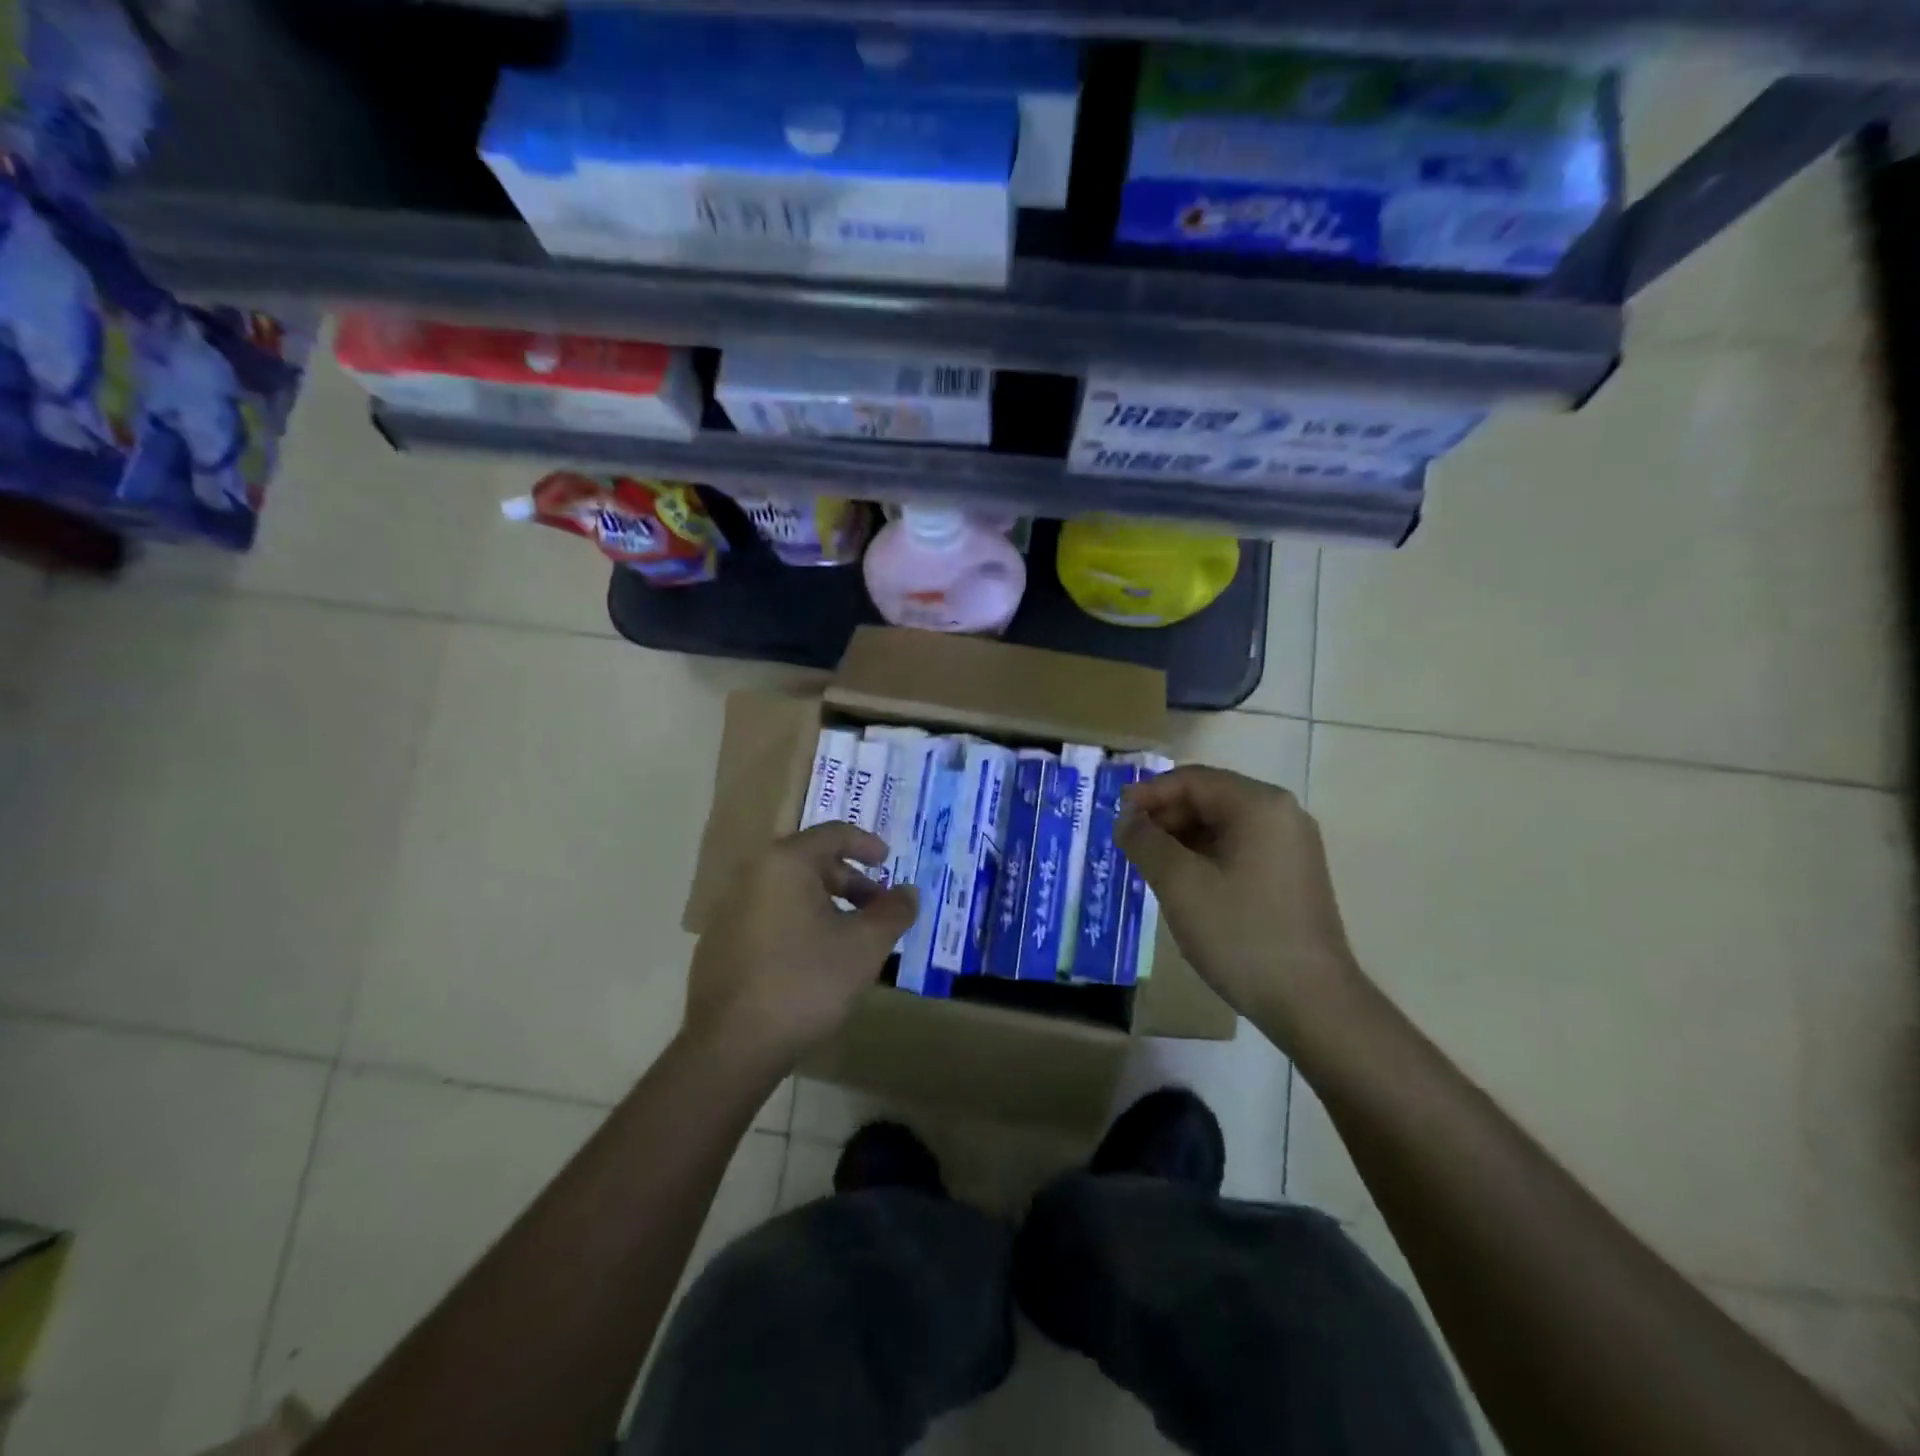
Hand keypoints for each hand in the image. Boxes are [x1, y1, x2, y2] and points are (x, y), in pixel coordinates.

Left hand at [682, 822, 917, 1073]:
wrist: (732, 1045)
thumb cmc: (806, 982)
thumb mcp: (865, 946)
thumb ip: (893, 912)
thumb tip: (908, 891)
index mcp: (786, 863)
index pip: (833, 834)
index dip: (866, 844)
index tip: (888, 861)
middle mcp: (753, 875)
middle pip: (811, 862)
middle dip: (850, 881)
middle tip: (877, 908)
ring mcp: (730, 909)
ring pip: (789, 891)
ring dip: (826, 904)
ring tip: (850, 938)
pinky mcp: (720, 942)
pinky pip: (770, 916)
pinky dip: (799, 923)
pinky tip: (814, 960)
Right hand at [1117, 765, 1359, 1035]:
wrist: (1311, 1002)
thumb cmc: (1241, 934)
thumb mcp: (1180, 884)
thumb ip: (1145, 841)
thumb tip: (1126, 819)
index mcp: (1259, 805)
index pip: (1192, 780)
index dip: (1148, 794)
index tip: (1115, 818)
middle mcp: (1281, 814)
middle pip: (1209, 798)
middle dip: (1164, 816)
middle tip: (1128, 844)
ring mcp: (1290, 845)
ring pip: (1222, 825)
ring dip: (1181, 838)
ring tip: (1148, 865)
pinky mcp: (1291, 874)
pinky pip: (1238, 848)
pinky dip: (1204, 856)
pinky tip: (1181, 883)